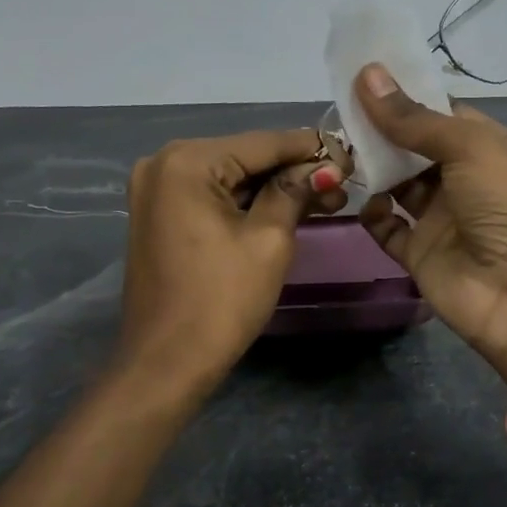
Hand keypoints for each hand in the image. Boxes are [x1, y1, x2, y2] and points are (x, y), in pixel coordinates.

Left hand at [118, 129, 344, 396]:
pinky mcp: (159, 215)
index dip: (311, 149)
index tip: (351, 154)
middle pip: (245, 158)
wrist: (167, 363)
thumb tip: (323, 166)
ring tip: (327, 198)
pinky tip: (288, 208)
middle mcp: (163, 163)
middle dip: (294, 171)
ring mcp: (156, 190)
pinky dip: (247, 204)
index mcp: (186, 162)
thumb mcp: (268, 240)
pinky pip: (212, 198)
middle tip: (343, 183)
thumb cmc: (221, 301)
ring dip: (274, 189)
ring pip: (230, 179)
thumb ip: (294, 191)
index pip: (262, 143)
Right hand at [352, 64, 506, 388]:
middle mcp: (464, 180)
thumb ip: (414, 119)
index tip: (364, 80)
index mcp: (489, 148)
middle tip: (340, 114)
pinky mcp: (419, 252)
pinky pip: (387, 227)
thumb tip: (368, 75)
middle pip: (414, 148)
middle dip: (382, 132)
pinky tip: (360, 201)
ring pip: (397, 185)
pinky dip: (371, 214)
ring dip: (372, 169)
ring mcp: (441, 218)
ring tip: (340, 153)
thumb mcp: (468, 148)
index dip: (406, 98)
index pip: (442, 115)